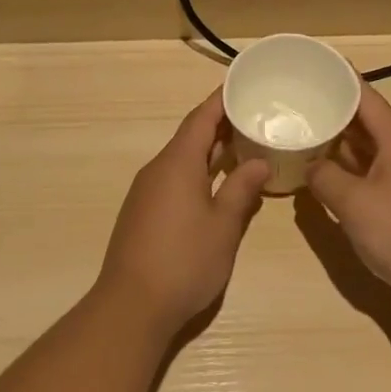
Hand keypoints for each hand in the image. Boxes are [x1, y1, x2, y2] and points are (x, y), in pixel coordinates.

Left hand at [94, 91, 271, 336]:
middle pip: (191, 136)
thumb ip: (241, 189)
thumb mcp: (223, 225)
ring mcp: (146, 191)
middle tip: (256, 118)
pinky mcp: (143, 212)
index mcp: (177, 163)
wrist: (131, 305)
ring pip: (182, 159)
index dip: (221, 100)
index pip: (201, 118)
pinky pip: (174, 179)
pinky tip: (218, 186)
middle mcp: (158, 169)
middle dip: (221, 126)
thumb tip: (259, 161)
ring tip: (244, 148)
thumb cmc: (184, 261)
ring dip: (211, 151)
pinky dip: (198, 173)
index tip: (244, 86)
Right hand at [306, 84, 390, 320]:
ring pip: (363, 152)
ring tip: (300, 133)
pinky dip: (343, 173)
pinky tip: (319, 177)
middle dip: (332, 111)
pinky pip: (366, 178)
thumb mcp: (354, 202)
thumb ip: (325, 178)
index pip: (366, 97)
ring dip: (335, 144)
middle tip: (295, 101)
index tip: (313, 64)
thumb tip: (310, 166)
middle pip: (364, 122)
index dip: (341, 78)